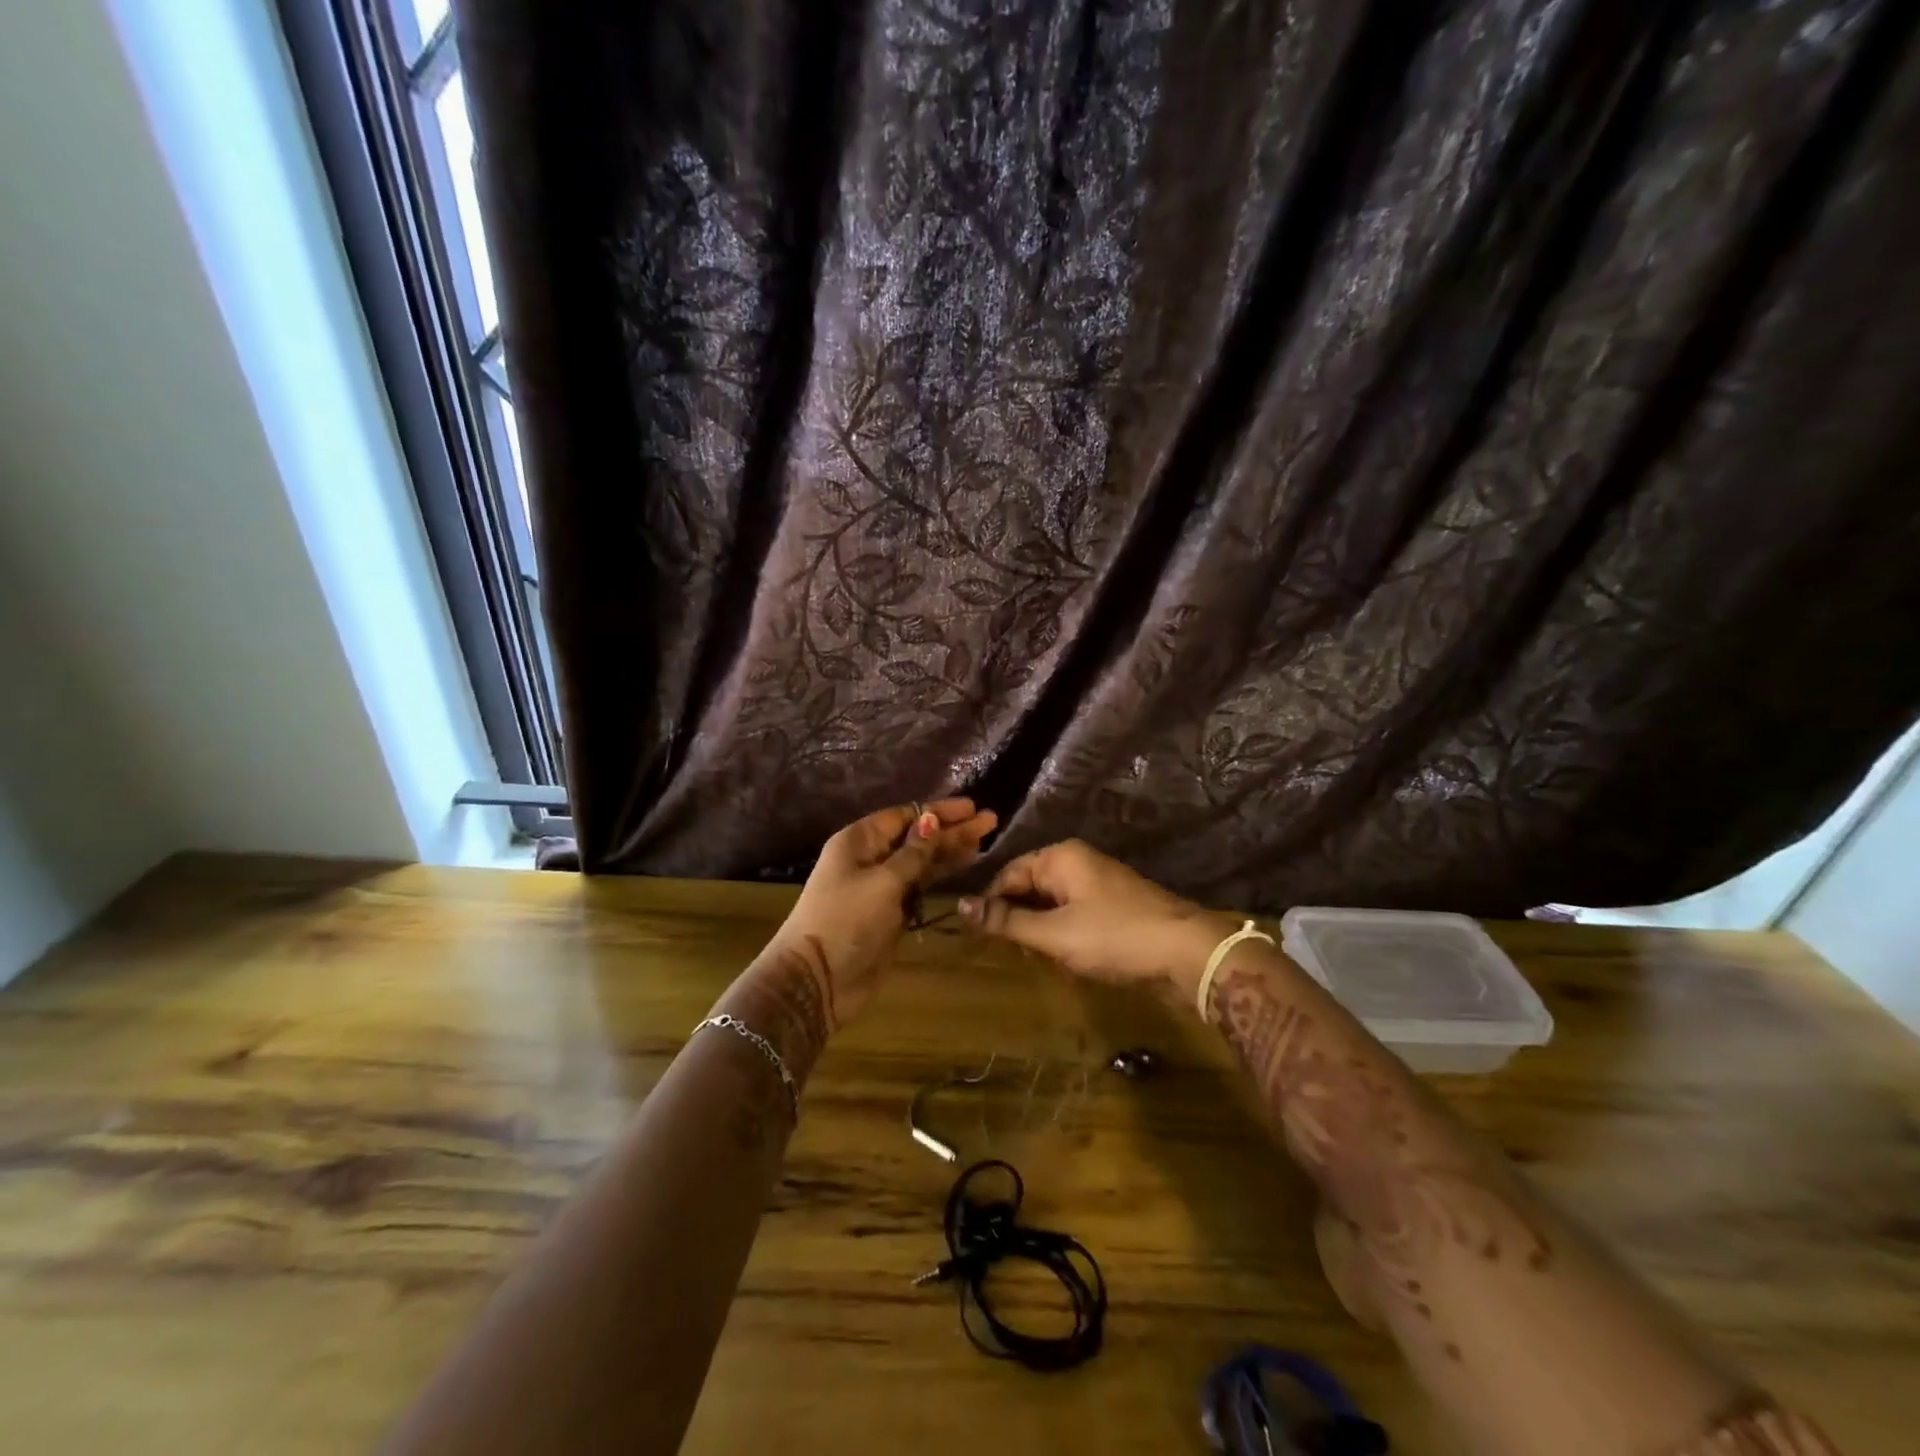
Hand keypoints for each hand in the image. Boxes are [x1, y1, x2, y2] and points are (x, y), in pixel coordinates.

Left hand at [768, 798, 996, 1030]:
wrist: (817, 980)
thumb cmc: (846, 920)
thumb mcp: (883, 882)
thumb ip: (914, 853)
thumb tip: (932, 820)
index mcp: (859, 841)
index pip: (904, 816)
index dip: (939, 811)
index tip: (972, 808)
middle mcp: (870, 858)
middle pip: (916, 837)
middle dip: (951, 830)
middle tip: (990, 822)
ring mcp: (880, 887)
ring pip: (921, 862)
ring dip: (950, 851)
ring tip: (984, 842)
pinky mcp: (890, 914)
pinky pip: (919, 886)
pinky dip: (940, 876)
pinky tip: (963, 867)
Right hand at [957, 839, 1239, 1005]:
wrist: (1187, 952)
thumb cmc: (1114, 937)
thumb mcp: (1054, 934)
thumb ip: (1006, 921)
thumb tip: (961, 906)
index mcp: (1060, 857)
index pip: (1008, 875)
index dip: (991, 906)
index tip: (980, 939)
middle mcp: (1078, 861)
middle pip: (1030, 886)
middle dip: (1018, 919)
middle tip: (1011, 953)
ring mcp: (1100, 881)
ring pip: (1052, 903)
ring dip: (1041, 930)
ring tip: (1038, 959)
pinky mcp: (1115, 904)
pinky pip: (1075, 913)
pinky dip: (1064, 934)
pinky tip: (1067, 959)